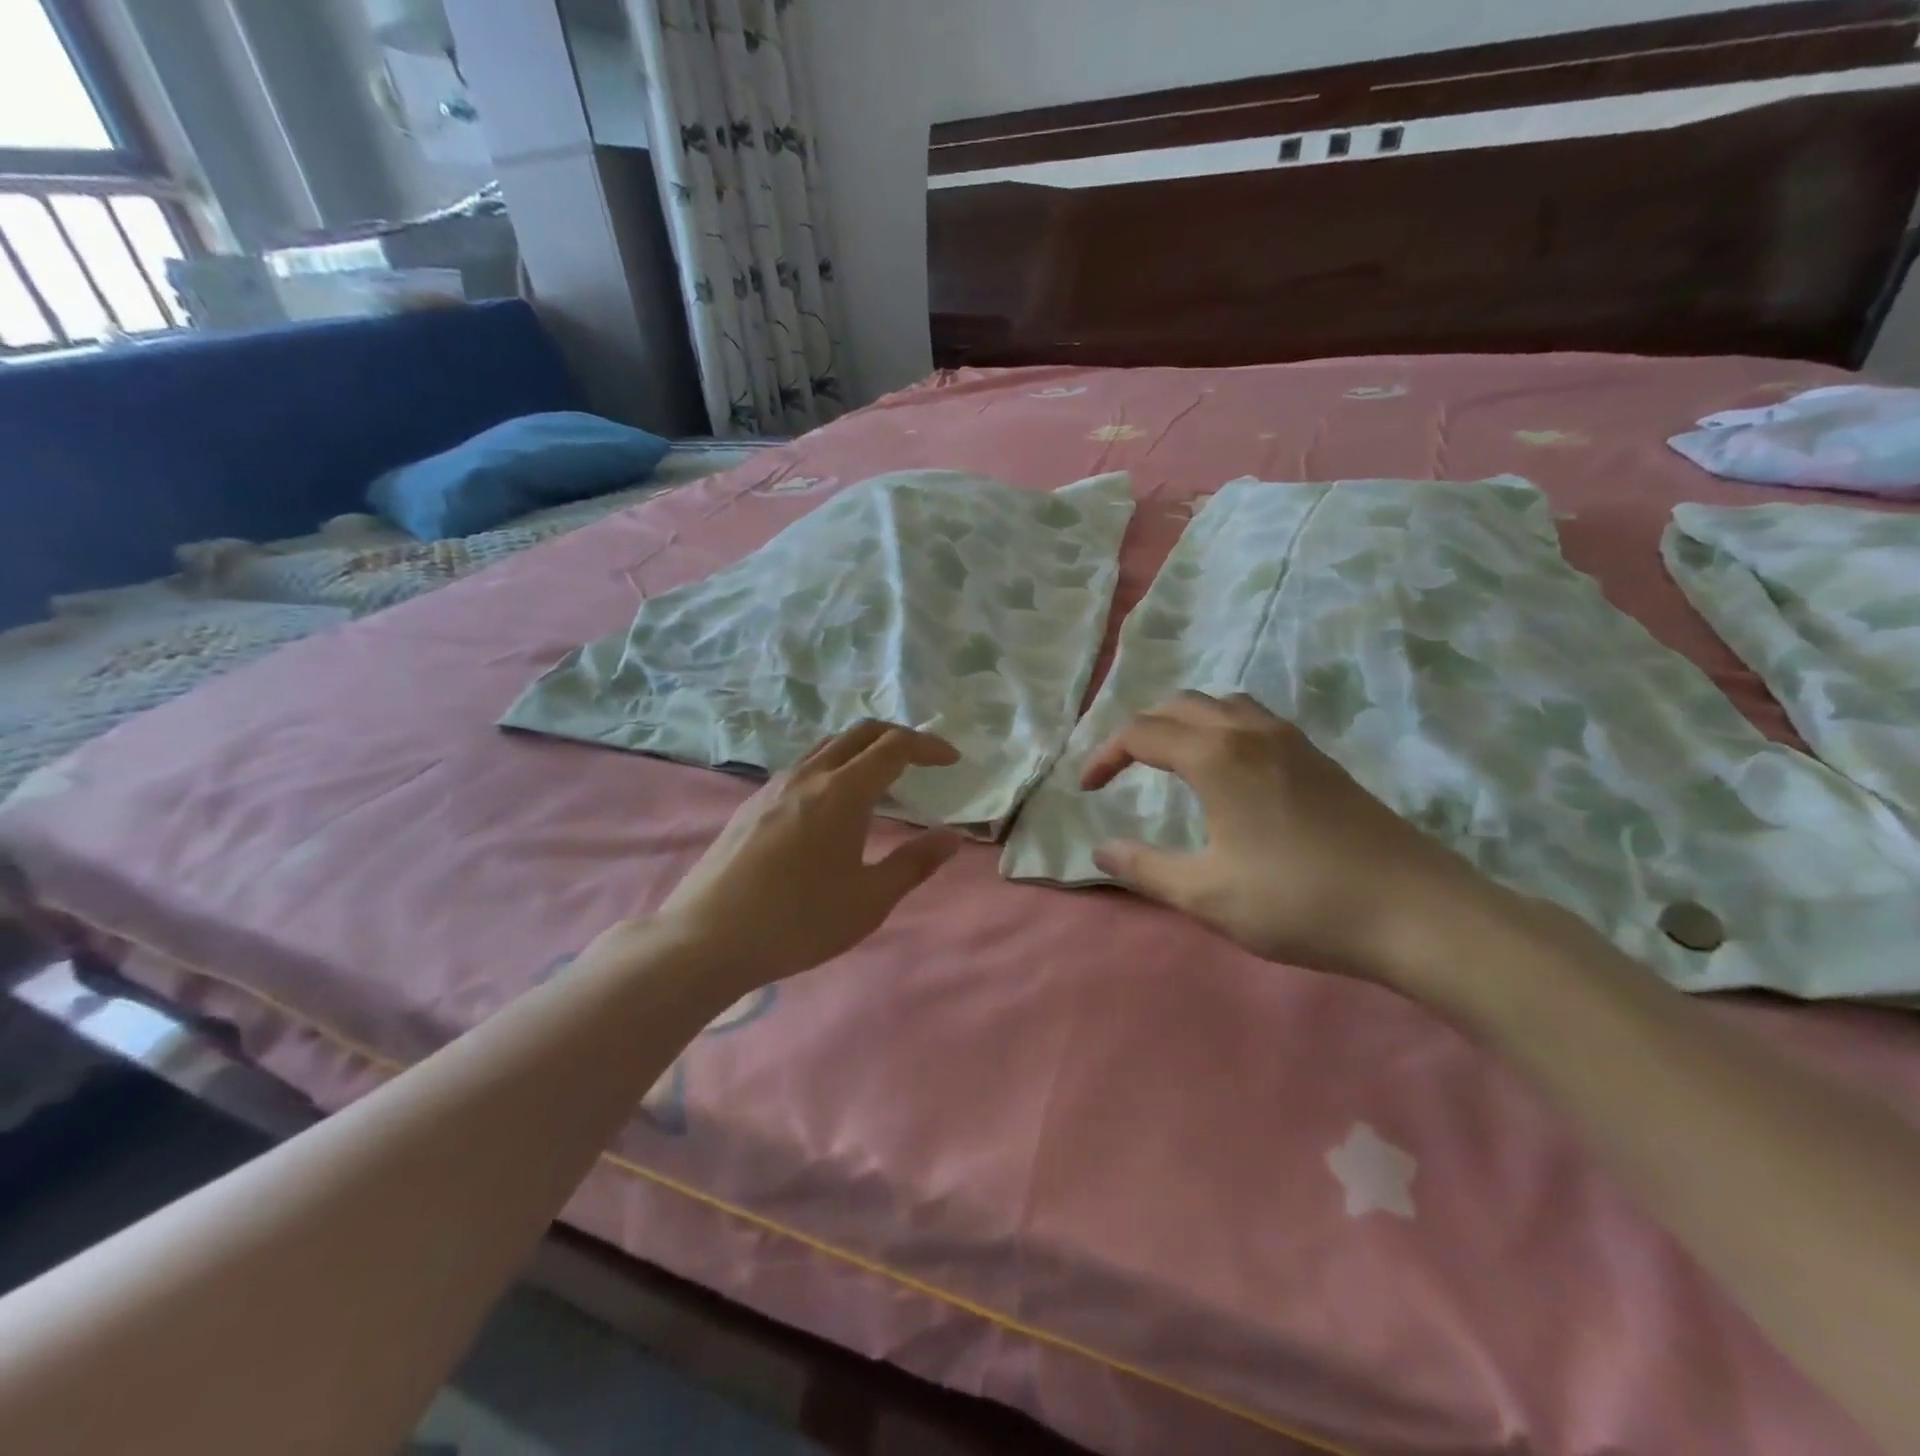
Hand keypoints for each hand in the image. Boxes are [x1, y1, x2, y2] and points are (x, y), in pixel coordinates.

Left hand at [645, 721, 962, 990]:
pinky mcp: (752, 803)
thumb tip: (951, 837)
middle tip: (921, 760)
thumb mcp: (868, 900)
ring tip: (880, 779)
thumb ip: (915, 863)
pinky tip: (831, 804)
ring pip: (827, 746)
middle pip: (860, 733)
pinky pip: (803, 766)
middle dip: (897, 737)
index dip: (928, 746)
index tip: (951, 760)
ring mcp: (774, 786)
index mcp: (842, 792)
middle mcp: (808, 775)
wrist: (707, 938)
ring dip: (861, 749)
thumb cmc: (798, 921)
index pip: (894, 746)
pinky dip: (833, 766)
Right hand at [1084, 692, 1501, 989]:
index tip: (1086, 789)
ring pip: (1221, 704)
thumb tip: (1100, 849)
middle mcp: (1250, 732)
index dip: (1105, 756)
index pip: (1141, 733)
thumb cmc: (1298, 902)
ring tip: (1170, 761)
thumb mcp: (1206, 895)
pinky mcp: (1319, 758)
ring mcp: (1291, 741)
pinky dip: (1221, 729)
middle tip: (1121, 771)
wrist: (1415, 911)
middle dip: (1140, 731)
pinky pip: (1253, 719)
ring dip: (1183, 722)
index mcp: (1216, 757)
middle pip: (1179, 705)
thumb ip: (1144, 868)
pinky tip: (1229, 773)